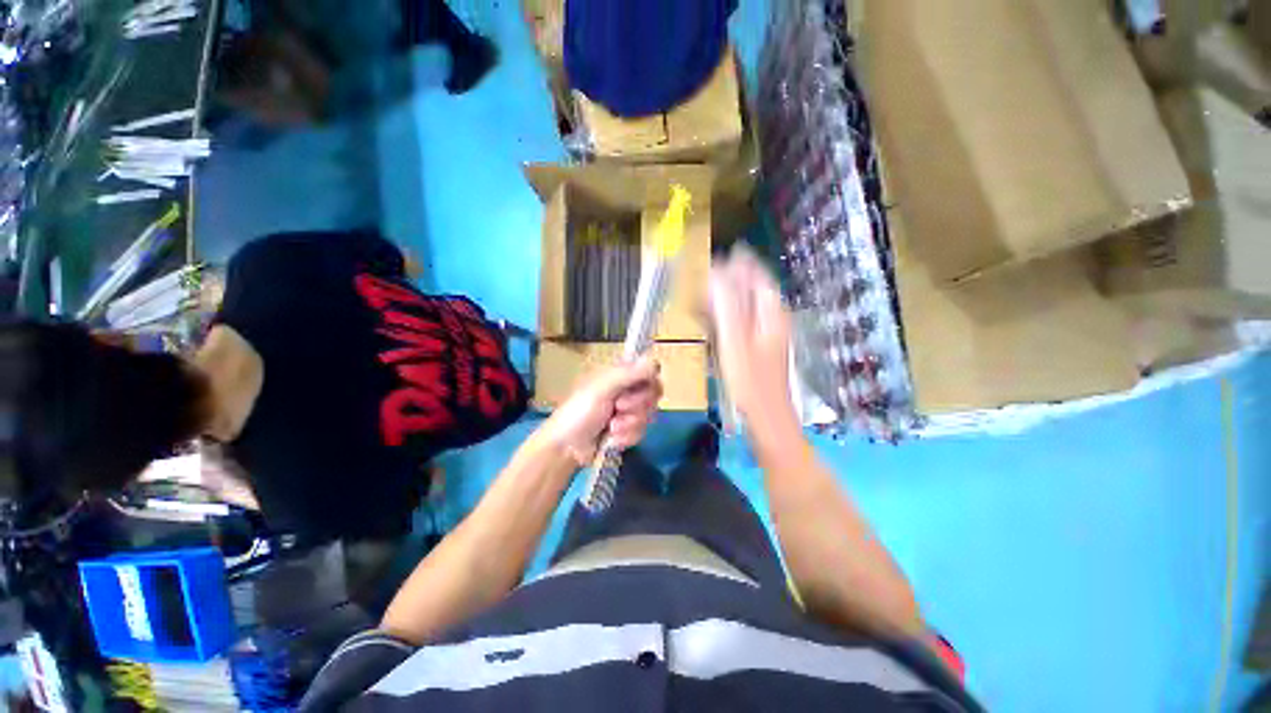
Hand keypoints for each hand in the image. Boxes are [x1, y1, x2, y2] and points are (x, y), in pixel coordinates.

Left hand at [538, 357, 661, 466]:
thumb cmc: (579, 412)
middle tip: (618, 407)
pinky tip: (612, 438)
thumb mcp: (602, 389)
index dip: (650, 379)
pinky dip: (627, 436)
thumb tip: (654, 361)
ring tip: (611, 427)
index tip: (641, 387)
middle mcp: (627, 390)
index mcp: (619, 374)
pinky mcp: (629, 430)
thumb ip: (628, 374)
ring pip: (649, 414)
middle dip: (637, 404)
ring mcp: (629, 411)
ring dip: (630, 423)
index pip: (650, 369)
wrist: (567, 448)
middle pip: (654, 392)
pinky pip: (642, 431)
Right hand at [708, 246, 795, 429]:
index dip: (739, 263)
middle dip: (729, 281)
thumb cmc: (749, 379)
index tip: (718, 256)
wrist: (765, 416)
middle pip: (751, 289)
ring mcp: (766, 334)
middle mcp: (772, 318)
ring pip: (745, 307)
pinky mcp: (757, 348)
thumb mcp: (735, 339)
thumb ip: (726, 304)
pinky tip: (711, 322)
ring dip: (725, 299)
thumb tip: (715, 274)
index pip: (757, 275)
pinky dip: (726, 318)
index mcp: (771, 312)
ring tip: (702, 296)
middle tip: (704, 277)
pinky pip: (741, 324)